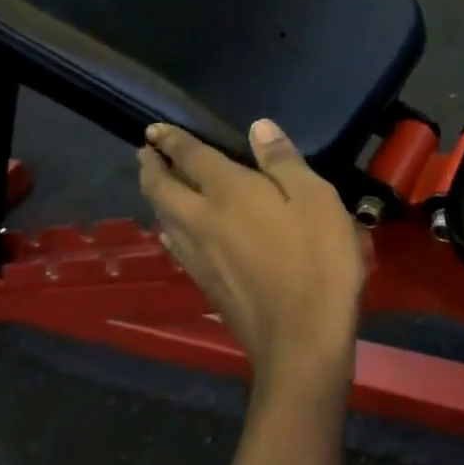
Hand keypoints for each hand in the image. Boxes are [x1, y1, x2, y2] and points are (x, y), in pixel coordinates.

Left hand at [139, 119, 364, 400]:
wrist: (301, 337)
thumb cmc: (318, 260)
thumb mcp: (316, 199)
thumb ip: (284, 162)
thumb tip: (258, 128)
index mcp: (229, 192)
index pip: (191, 158)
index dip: (172, 140)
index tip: (155, 129)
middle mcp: (202, 220)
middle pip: (162, 189)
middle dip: (151, 167)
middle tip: (145, 152)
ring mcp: (199, 256)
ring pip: (163, 218)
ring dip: (154, 195)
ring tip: (156, 184)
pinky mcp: (205, 283)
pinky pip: (174, 244)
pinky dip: (168, 226)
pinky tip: (175, 232)